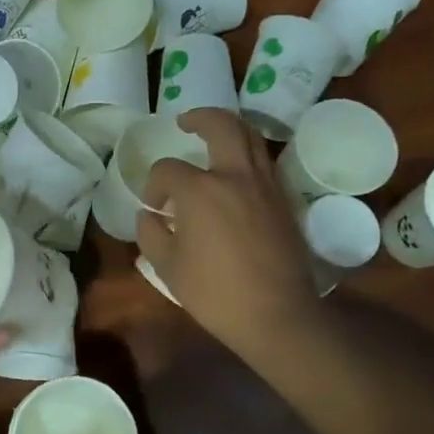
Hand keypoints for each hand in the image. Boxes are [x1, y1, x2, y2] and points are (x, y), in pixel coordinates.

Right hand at [137, 109, 325, 365]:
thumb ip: (150, 233)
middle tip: (185, 122)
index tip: (153, 207)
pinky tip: (235, 171)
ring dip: (229, 128)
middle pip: (221, 125)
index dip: (154, 185)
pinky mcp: (284, 200)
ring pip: (251, 137)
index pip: (168, 170)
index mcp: (201, 190)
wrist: (276, 315)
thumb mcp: (167, 266)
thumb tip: (149, 214)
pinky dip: (247, 153)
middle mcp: (235, 176)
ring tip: (213, 135)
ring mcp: (265, 185)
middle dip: (200, 118)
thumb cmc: (215, 292)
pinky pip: (264, 161)